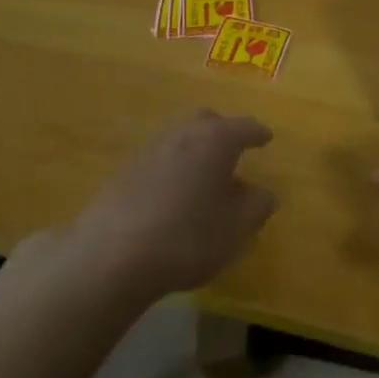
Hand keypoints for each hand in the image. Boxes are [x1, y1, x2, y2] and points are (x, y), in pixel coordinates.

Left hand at [67, 110, 276, 298]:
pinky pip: (158, 160)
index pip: (243, 127)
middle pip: (205, 122)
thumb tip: (264, 193)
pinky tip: (174, 194)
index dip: (257, 133)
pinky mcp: (123, 172)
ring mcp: (148, 150)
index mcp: (215, 140)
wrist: (111, 255)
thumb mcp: (237, 228)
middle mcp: (181, 135)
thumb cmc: (188, 237)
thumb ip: (257, 206)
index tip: (266, 137)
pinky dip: (173, 168)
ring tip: (205, 176)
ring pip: (178, 139)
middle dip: (223, 132)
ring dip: (195, 151)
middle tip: (234, 149)